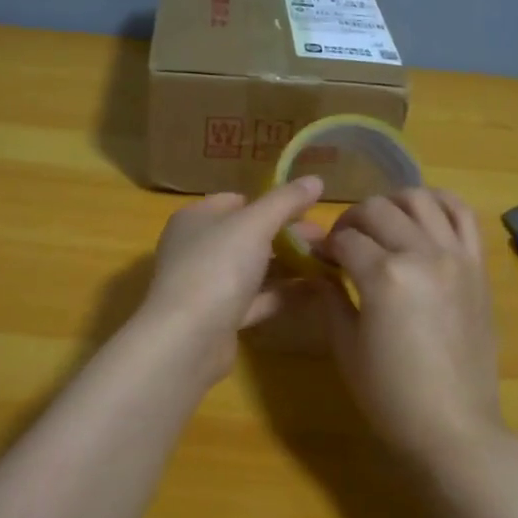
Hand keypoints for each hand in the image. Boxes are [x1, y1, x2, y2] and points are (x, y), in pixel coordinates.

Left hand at [140, 177, 325, 379]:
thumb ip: (286, 201)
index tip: (309, 209)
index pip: (237, 201)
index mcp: (196, 219)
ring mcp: (208, 285)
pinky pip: (257, 299)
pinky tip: (317, 290)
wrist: (188, 338)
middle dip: (287, 235)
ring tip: (329, 262)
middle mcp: (198, 248)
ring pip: (254, 269)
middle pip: (248, 235)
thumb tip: (316, 179)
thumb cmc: (217, 267)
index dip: (272, 202)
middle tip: (327, 239)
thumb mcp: (255, 224)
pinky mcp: (221, 318)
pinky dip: (283, 294)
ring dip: (289, 265)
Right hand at [318, 188, 506, 467]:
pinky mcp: (478, 265)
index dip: (325, 244)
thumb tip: (320, 268)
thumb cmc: (390, 395)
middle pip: (377, 210)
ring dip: (392, 203)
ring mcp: (456, 255)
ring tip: (381, 224)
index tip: (317, 256)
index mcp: (384, 275)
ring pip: (420, 199)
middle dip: (351, 221)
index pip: (345, 239)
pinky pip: (463, 214)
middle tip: (343, 244)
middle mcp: (422, 253)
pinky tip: (422, 214)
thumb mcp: (346, 347)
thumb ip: (331, 298)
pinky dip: (440, 202)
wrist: (454, 427)